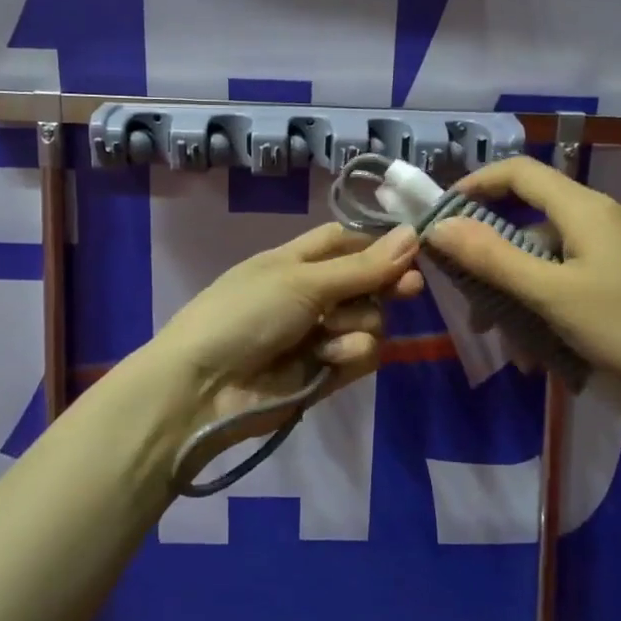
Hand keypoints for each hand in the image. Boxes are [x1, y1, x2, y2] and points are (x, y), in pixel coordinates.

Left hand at [153, 222, 423, 453]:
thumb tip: (413, 233)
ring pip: (370, 321)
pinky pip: (362, 355)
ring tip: (327, 335)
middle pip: (368, 282)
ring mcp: (320, 335)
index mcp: (297, 261)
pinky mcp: (327, 372)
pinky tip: (328, 360)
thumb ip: (362, 266)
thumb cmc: (246, 314)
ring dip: (357, 326)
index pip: (347, 242)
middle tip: (408, 288)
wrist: (205, 387)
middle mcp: (312, 294)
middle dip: (385, 285)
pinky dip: (349, 355)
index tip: (414, 247)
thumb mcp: (302, 281)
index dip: (378, 243)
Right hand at [426, 156, 620, 418]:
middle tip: (474, 306)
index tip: (442, 217)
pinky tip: (550, 352)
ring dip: (523, 296)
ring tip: (515, 348)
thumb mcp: (552, 294)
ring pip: (553, 259)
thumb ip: (493, 258)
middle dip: (495, 262)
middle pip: (531, 222)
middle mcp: (603, 217)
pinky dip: (553, 305)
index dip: (475, 185)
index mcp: (583, 209)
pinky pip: (577, 279)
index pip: (517, 172)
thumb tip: (439, 226)